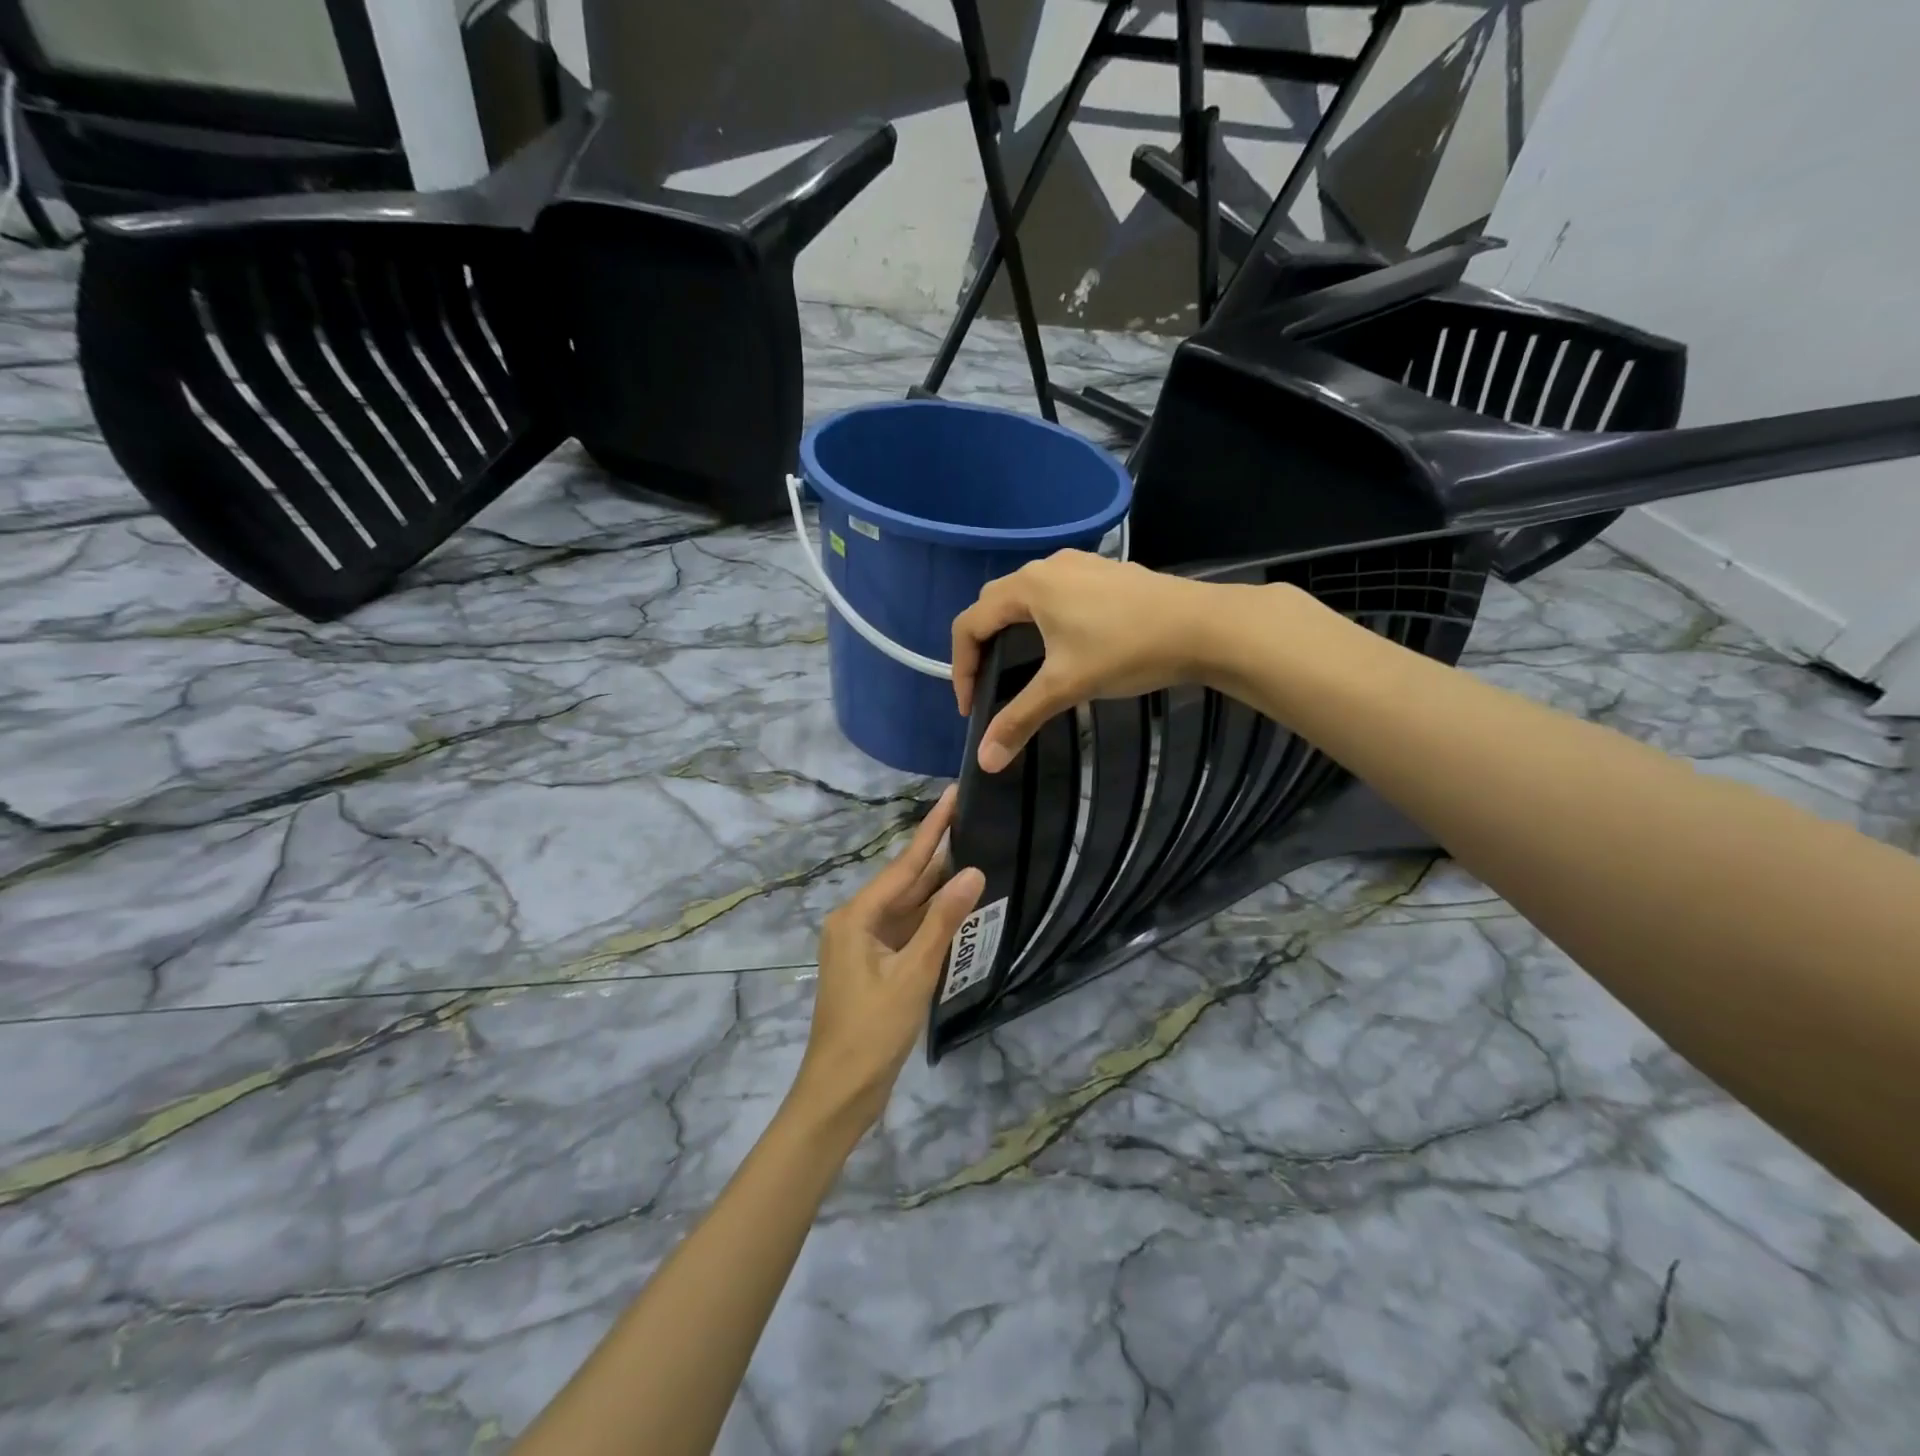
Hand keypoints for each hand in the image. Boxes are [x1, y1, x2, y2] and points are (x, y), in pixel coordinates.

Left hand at [788, 787, 985, 1136]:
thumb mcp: (912, 975)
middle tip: (972, 818)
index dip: (932, 830)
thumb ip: (943, 922)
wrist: (840, 1094)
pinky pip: (908, 930)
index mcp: (856, 917)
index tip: (952, 796)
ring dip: (938, 885)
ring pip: (908, 906)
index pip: (904, 865)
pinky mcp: (876, 965)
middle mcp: (857, 922)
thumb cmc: (872, 1033)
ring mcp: (865, 944)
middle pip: (905, 881)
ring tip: (973, 850)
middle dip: (938, 852)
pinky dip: (932, 917)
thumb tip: (973, 873)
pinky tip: (957, 903)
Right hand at [950, 550, 1220, 771]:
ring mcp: (1080, 564)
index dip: (961, 667)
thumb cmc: (1126, 650)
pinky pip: (1057, 592)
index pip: (970, 623)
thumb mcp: (1066, 686)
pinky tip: (1066, 644)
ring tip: (1020, 667)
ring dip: (1012, 630)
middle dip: (982, 646)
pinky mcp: (1106, 573)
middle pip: (994, 604)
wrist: (1203, 626)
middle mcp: (1047, 566)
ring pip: (1027, 595)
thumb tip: (984, 761)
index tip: (971, 707)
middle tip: (989, 686)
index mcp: (1028, 588)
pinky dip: (1043, 619)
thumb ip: (1020, 719)